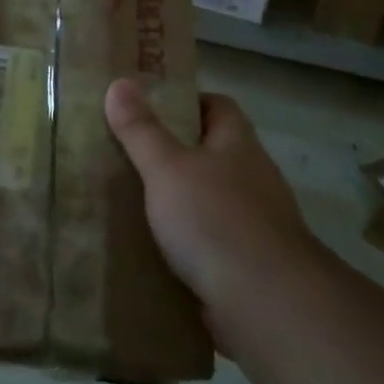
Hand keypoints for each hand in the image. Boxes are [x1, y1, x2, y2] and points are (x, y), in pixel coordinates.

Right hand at [105, 79, 320, 318]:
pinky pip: (207, 241)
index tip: (147, 109)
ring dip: (176, 201)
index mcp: (238, 144)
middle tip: (124, 155)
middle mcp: (251, 177)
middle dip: (172, 153)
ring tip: (129, 202)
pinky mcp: (244, 262)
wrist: (263, 301)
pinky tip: (150, 249)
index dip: (185, 102)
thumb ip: (141, 130)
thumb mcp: (167, 168)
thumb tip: (119, 82)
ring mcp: (252, 222)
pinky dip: (183, 242)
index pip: (218, 106)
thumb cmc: (214, 219)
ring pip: (207, 199)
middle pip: (211, 153)